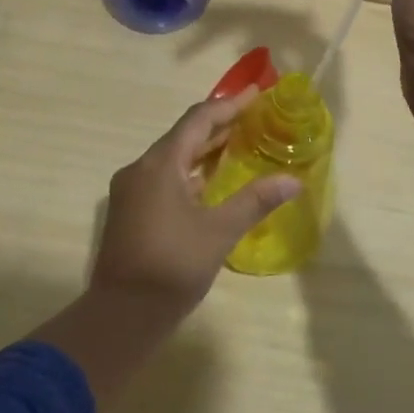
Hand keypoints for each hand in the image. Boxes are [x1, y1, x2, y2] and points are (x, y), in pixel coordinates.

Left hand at [91, 89, 299, 321]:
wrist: (119, 318)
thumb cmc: (171, 267)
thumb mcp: (219, 232)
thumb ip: (255, 200)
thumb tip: (293, 180)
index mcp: (160, 164)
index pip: (199, 120)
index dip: (229, 104)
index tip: (256, 94)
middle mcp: (141, 169)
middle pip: (184, 135)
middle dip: (219, 125)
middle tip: (254, 118)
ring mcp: (131, 191)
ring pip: (173, 157)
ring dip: (204, 150)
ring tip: (239, 144)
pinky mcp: (130, 211)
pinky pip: (165, 177)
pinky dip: (191, 172)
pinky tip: (212, 183)